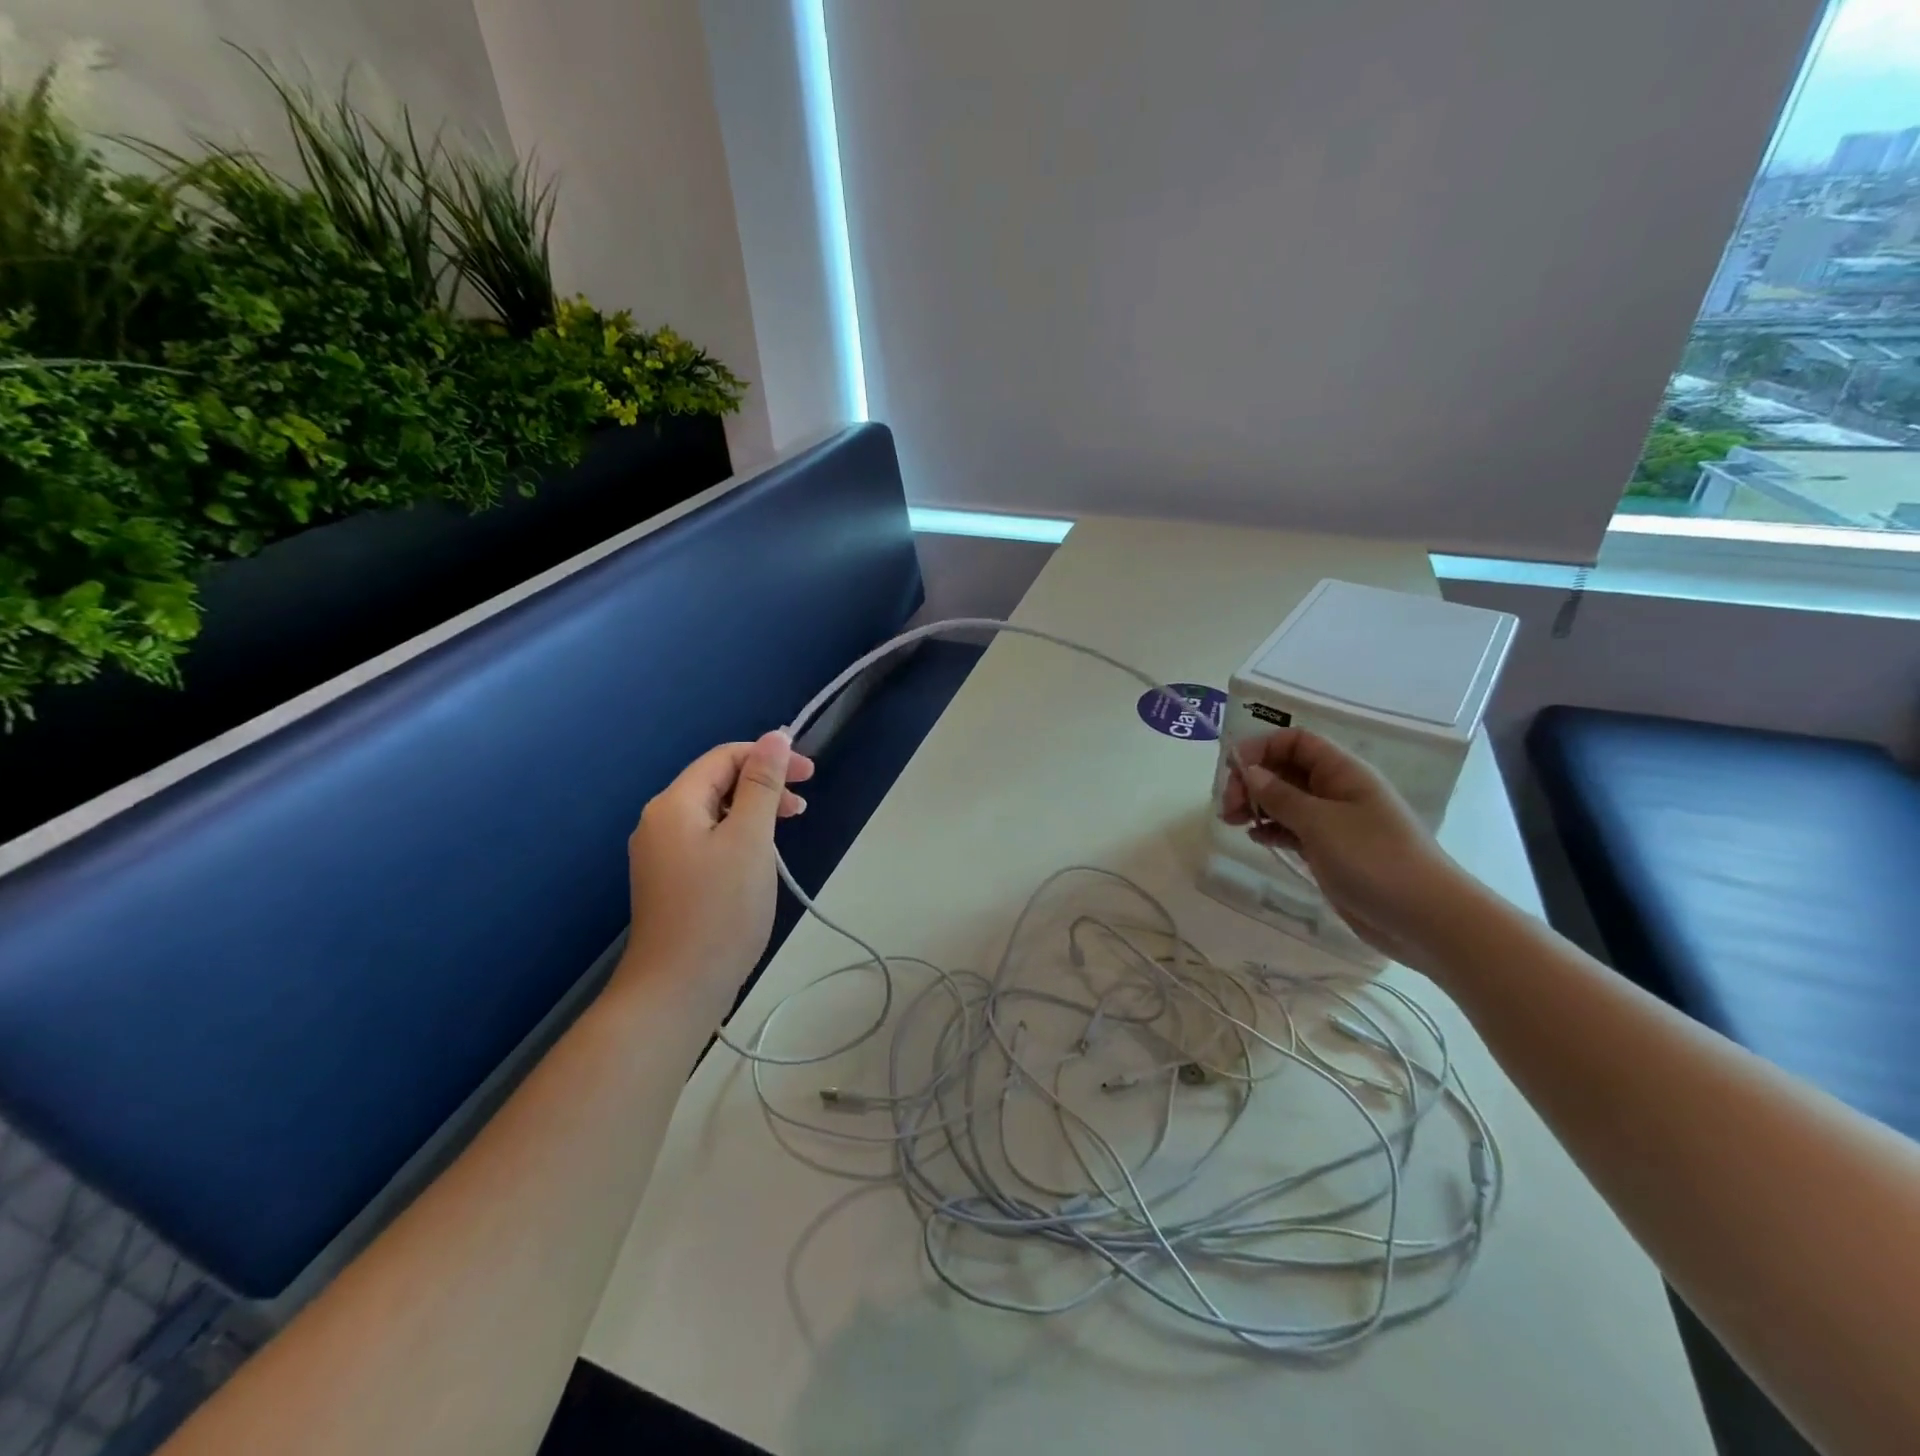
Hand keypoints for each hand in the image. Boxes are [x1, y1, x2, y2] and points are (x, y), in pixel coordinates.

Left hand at [620, 732, 814, 1010]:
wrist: (677, 990)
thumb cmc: (720, 910)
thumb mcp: (750, 839)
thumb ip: (762, 785)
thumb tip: (776, 737)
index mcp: (674, 804)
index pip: (724, 758)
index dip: (769, 757)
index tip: (811, 775)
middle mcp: (659, 822)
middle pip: (716, 783)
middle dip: (763, 785)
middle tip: (804, 806)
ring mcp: (660, 854)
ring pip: (714, 813)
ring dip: (753, 812)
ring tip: (787, 831)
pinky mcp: (669, 880)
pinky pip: (707, 840)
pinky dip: (738, 837)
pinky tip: (758, 858)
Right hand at [1221, 728, 1471, 968]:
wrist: (1424, 918)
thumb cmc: (1374, 859)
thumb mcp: (1320, 822)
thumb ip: (1280, 796)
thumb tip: (1249, 771)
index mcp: (1342, 772)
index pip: (1295, 741)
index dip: (1262, 748)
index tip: (1232, 770)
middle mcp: (1337, 791)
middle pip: (1285, 769)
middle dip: (1252, 780)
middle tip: (1228, 806)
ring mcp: (1333, 822)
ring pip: (1285, 801)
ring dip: (1256, 805)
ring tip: (1232, 821)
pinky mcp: (1329, 851)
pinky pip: (1292, 829)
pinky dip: (1271, 829)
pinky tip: (1254, 838)